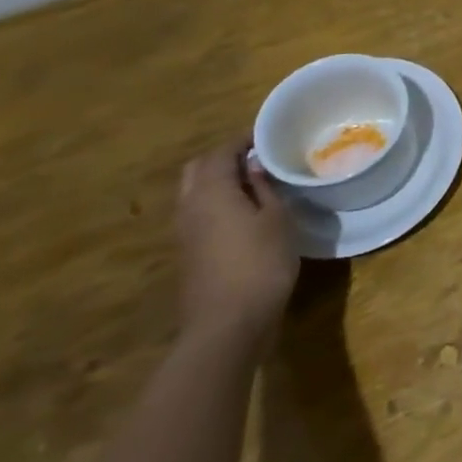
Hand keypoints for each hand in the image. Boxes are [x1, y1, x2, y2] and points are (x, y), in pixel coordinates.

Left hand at [176, 140, 297, 350]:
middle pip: (199, 169)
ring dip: (219, 181)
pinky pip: (199, 214)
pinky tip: (246, 213)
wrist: (227, 326)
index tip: (269, 134)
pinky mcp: (189, 254)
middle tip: (258, 156)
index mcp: (211, 191)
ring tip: (256, 182)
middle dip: (225, 157)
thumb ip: (264, 188)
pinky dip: (218, 203)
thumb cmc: (260, 264)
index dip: (244, 139)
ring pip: (195, 193)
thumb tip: (255, 165)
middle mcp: (189, 207)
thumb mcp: (277, 219)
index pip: (222, 151)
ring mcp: (184, 233)